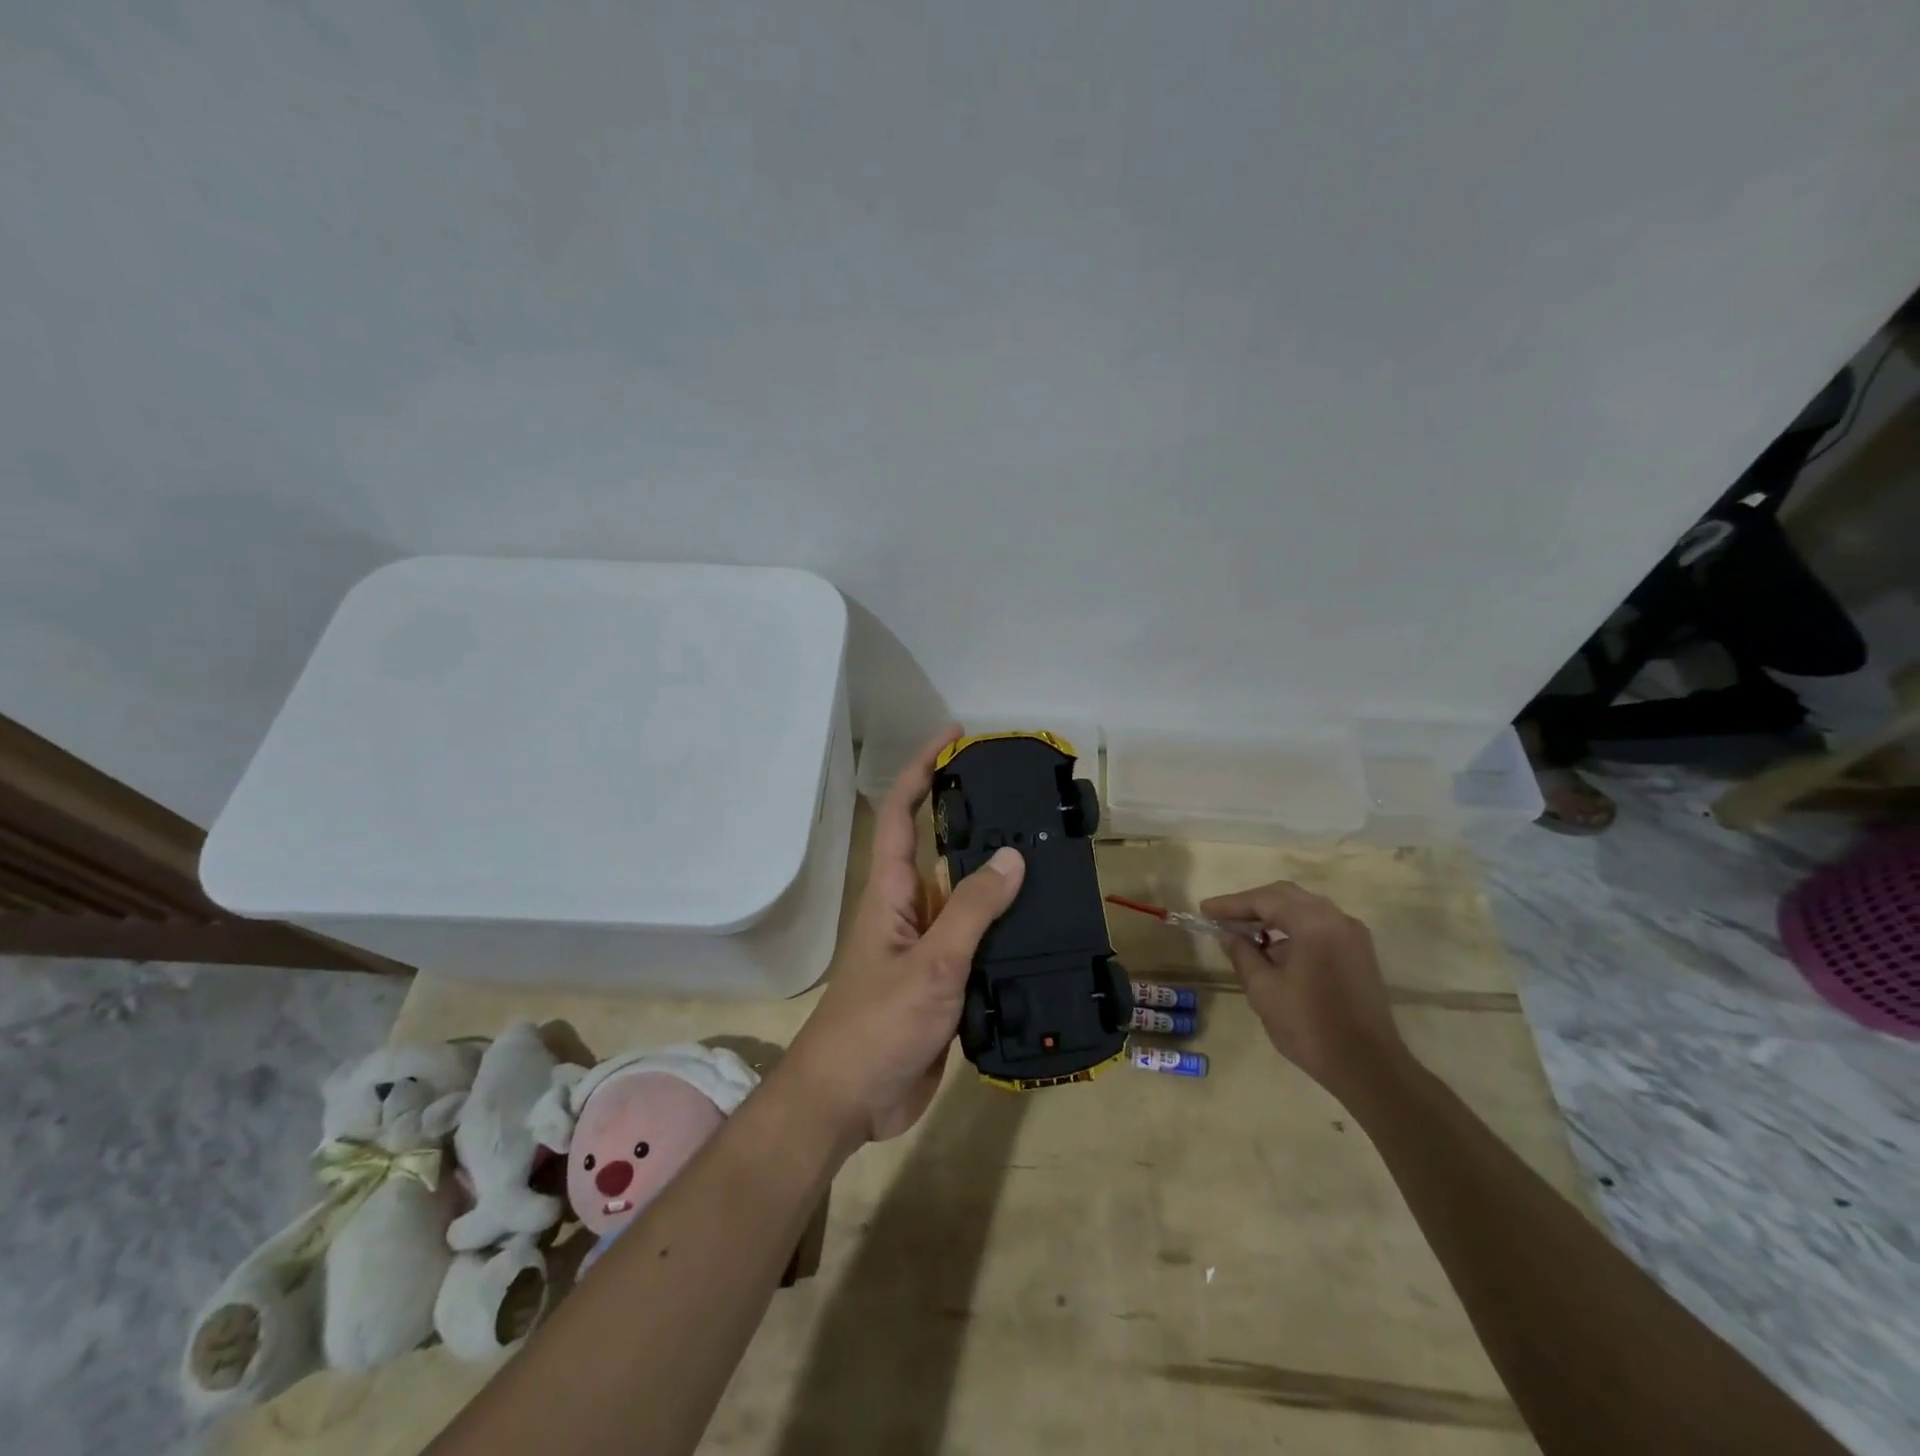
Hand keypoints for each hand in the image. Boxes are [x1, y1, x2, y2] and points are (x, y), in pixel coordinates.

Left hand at [784, 727, 1025, 1144]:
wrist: (853, 1100)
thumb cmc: (878, 1024)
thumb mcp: (931, 963)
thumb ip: (972, 910)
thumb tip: (1013, 856)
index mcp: (892, 892)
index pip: (900, 814)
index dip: (922, 770)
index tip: (954, 738)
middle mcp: (910, 909)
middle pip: (941, 849)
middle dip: (975, 818)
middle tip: (1025, 799)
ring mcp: (928, 945)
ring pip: (967, 896)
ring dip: (998, 875)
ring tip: (1048, 854)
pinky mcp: (945, 980)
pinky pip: (979, 939)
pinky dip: (1006, 925)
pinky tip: (1042, 923)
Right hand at [1200, 880, 1404, 1096]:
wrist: (1369, 1067)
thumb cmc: (1310, 1026)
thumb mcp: (1263, 990)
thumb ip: (1242, 954)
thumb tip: (1228, 935)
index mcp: (1313, 923)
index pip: (1263, 900)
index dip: (1230, 904)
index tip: (1204, 910)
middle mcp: (1336, 919)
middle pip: (1285, 896)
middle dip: (1251, 904)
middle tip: (1222, 916)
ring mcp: (1352, 935)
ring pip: (1304, 909)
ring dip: (1272, 916)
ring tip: (1244, 933)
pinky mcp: (1359, 953)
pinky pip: (1319, 926)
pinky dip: (1293, 929)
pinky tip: (1274, 949)